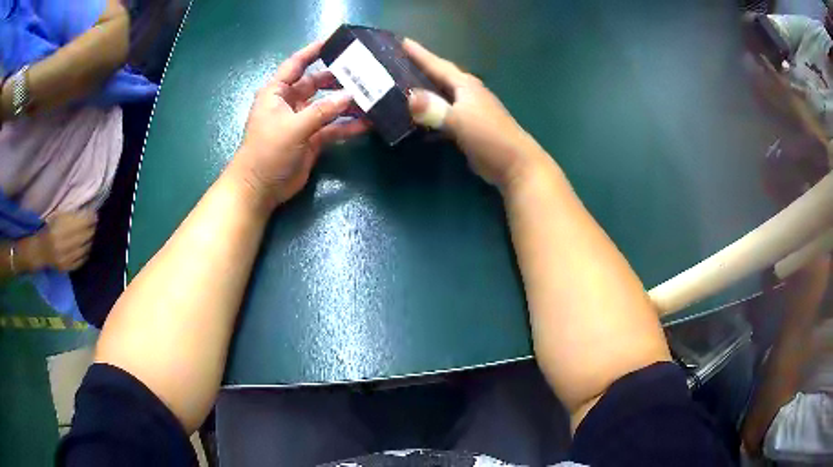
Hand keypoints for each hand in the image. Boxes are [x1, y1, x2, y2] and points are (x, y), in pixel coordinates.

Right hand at [18, 211, 96, 271]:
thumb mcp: (59, 216)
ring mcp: (65, 258)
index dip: (90, 218)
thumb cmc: (50, 228)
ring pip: (84, 248)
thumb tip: (89, 212)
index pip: (81, 223)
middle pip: (84, 236)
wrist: (40, 250)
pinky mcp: (66, 268)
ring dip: (89, 241)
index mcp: (59, 228)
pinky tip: (85, 247)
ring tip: (90, 235)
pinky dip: (85, 253)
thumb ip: (72, 215)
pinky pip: (81, 260)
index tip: (95, 214)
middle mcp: (62, 244)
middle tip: (95, 224)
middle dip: (91, 229)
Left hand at [230, 41, 368, 210]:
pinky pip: (333, 128)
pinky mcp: (312, 139)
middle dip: (339, 78)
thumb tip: (350, 96)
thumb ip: (321, 111)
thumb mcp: (292, 127)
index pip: (296, 64)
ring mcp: (302, 121)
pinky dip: (347, 126)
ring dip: (347, 103)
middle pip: (317, 83)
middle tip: (364, 72)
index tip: (335, 41)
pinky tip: (367, 123)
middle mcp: (290, 102)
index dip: (314, 51)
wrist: (260, 188)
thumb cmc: (267, 151)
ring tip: (372, 97)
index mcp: (277, 92)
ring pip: (328, 106)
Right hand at [403, 39, 548, 191]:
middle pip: (439, 77)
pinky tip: (416, 117)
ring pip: (440, 95)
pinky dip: (429, 112)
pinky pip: (442, 113)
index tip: (402, 42)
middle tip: (395, 63)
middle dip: (419, 69)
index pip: (438, 65)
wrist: (515, 164)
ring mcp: (469, 110)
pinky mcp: (468, 127)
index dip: (420, 54)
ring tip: (400, 87)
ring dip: (423, 91)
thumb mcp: (460, 121)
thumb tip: (410, 97)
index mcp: (465, 86)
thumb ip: (435, 109)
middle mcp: (467, 93)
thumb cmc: (489, 137)